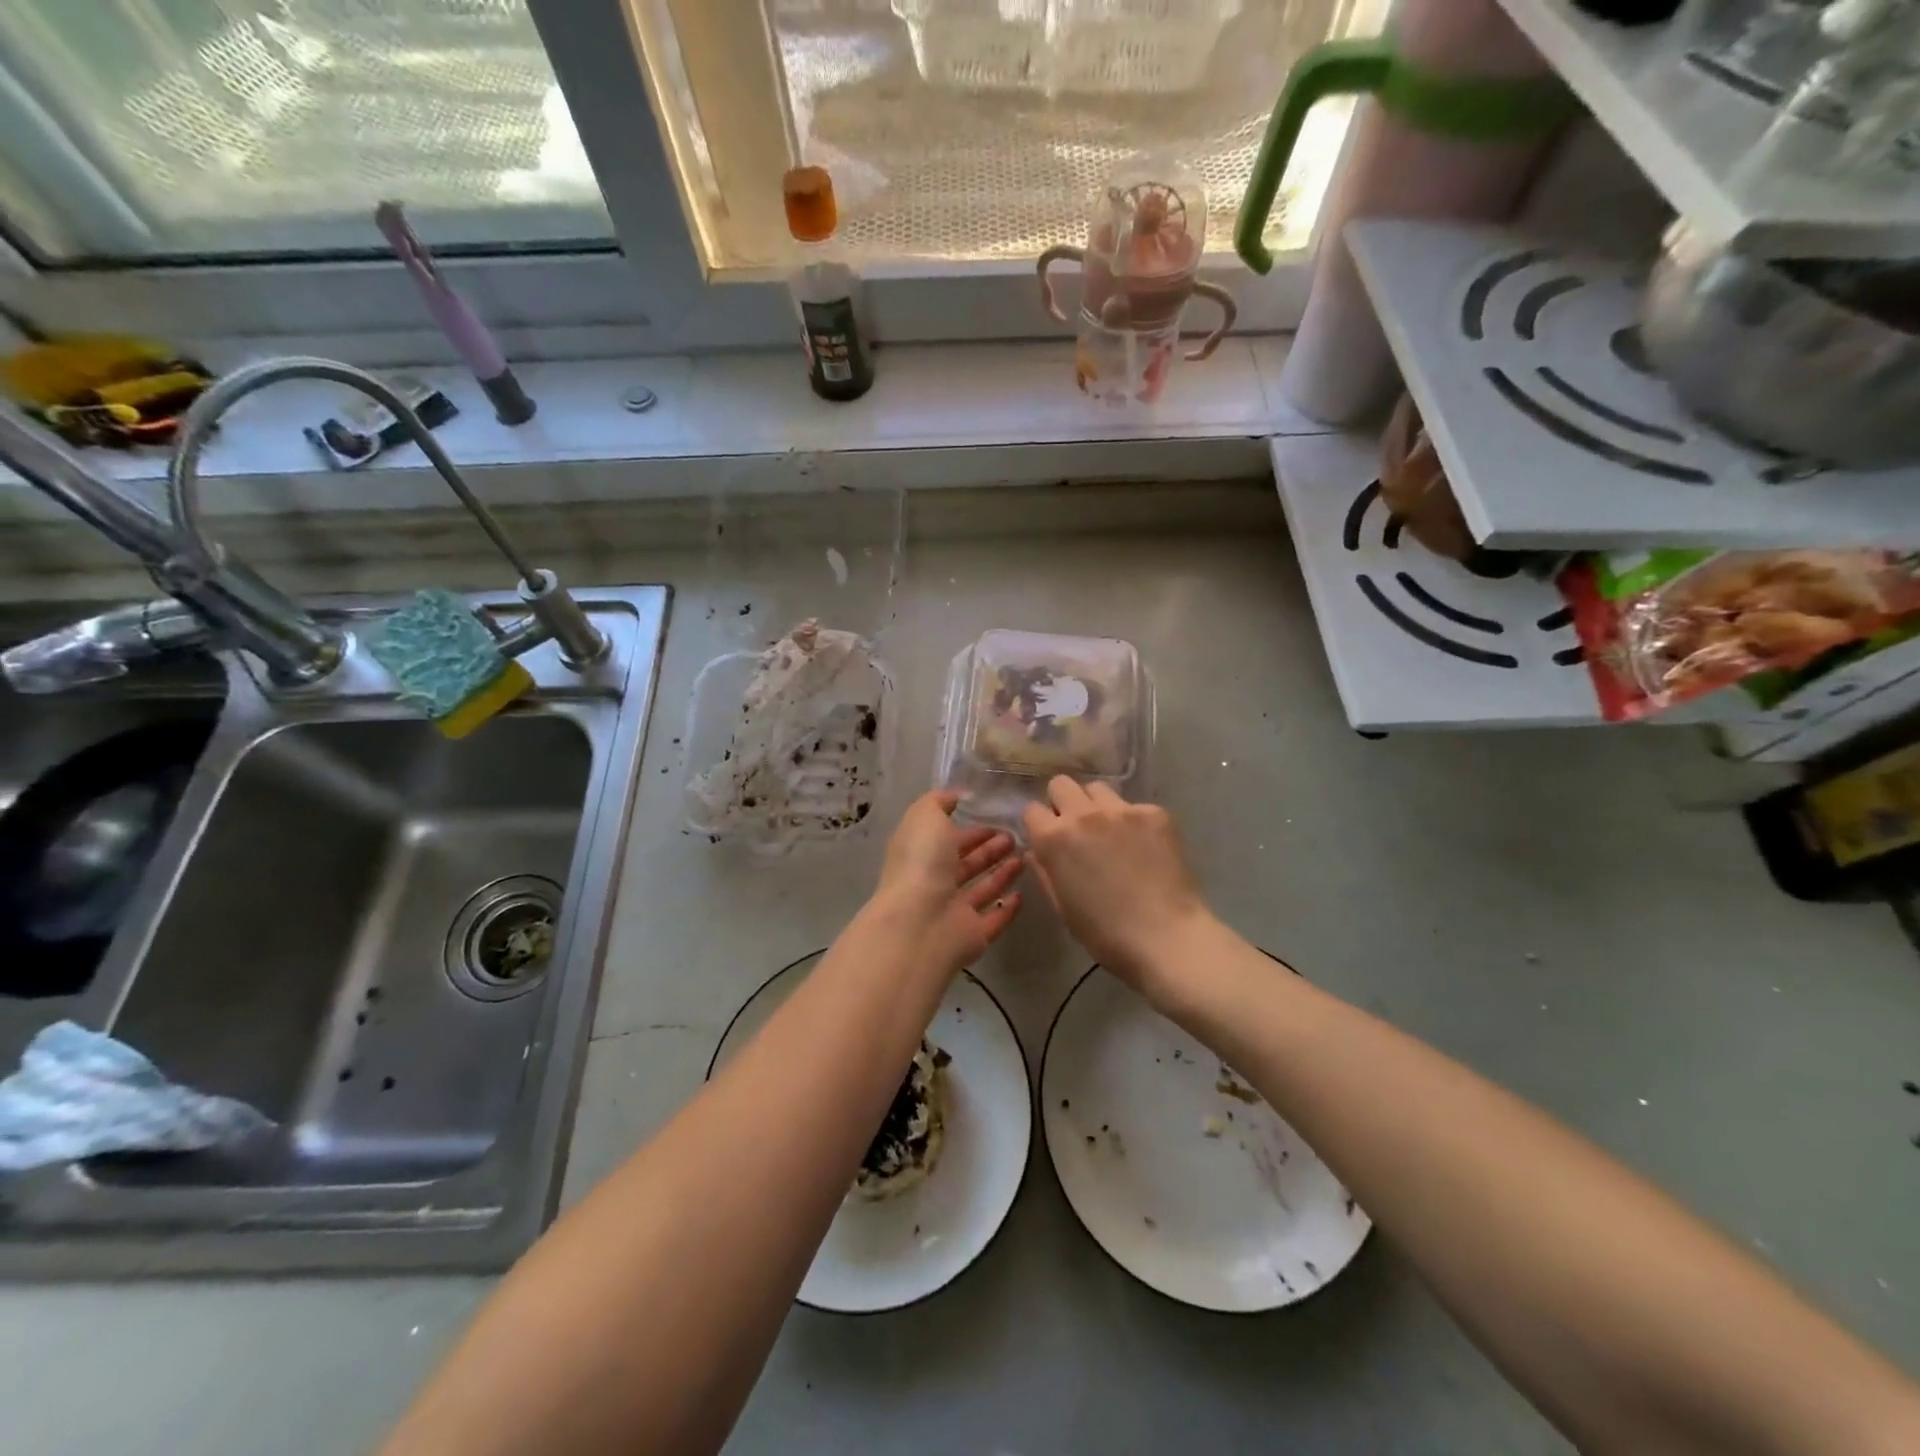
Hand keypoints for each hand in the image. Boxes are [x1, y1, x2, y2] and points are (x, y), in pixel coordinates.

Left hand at [871, 791, 1023, 975]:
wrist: (920, 924)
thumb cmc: (922, 863)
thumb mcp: (925, 817)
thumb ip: (939, 802)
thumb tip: (955, 797)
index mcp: (921, 854)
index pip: (947, 837)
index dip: (970, 828)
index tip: (997, 816)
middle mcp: (935, 882)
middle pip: (966, 863)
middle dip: (989, 848)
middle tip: (1016, 836)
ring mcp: (954, 911)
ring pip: (982, 889)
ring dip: (1002, 872)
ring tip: (1027, 856)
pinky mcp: (973, 935)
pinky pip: (994, 918)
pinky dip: (1007, 907)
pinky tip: (1024, 893)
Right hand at [1021, 779, 1212, 1001]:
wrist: (1167, 938)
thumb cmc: (1106, 934)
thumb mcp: (1062, 907)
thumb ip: (1045, 871)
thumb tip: (1036, 851)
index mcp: (1054, 839)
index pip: (1032, 809)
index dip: (1039, 825)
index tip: (1049, 839)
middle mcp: (1083, 814)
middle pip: (1061, 784)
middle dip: (1063, 802)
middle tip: (1077, 829)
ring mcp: (1122, 810)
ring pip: (1098, 789)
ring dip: (1096, 806)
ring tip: (1111, 833)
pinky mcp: (1154, 813)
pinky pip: (1133, 805)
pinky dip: (1133, 821)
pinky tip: (1144, 846)